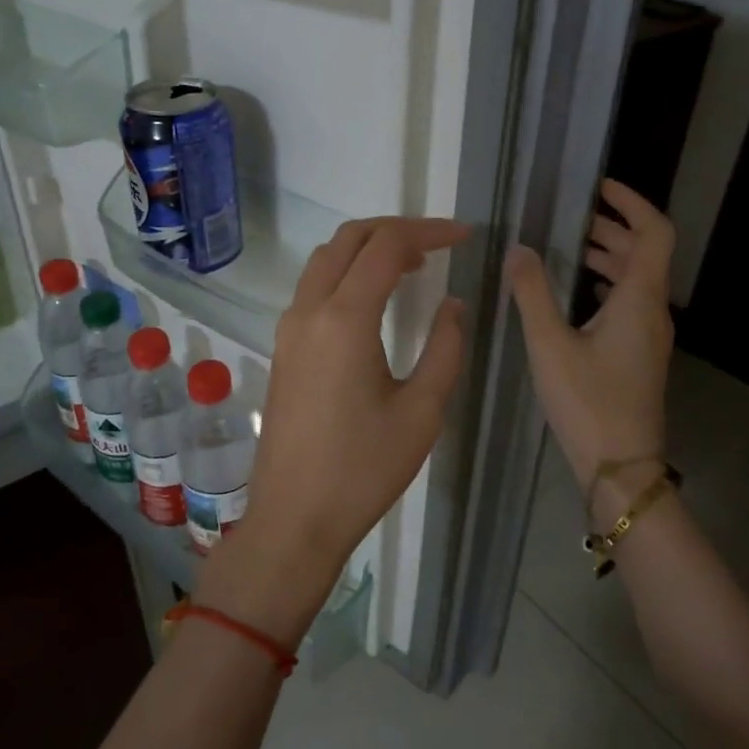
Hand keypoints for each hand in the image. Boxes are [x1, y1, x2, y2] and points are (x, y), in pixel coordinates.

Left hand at [213, 218, 468, 634]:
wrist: (294, 517)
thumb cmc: (363, 469)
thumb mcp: (422, 412)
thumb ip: (444, 348)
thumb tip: (452, 305)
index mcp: (344, 319)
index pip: (386, 246)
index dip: (429, 232)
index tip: (465, 236)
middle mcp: (308, 311)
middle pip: (348, 240)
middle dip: (395, 230)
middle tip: (439, 245)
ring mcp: (289, 329)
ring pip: (325, 260)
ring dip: (367, 249)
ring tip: (412, 266)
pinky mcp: (283, 348)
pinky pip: (314, 288)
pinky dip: (347, 274)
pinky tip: (376, 301)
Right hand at [505, 179, 674, 494]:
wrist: (620, 466)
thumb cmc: (587, 402)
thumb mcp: (550, 345)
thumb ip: (532, 293)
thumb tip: (518, 249)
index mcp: (639, 300)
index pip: (654, 233)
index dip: (632, 203)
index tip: (600, 188)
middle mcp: (653, 312)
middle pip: (645, 254)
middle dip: (613, 228)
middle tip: (574, 216)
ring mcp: (649, 336)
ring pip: (638, 280)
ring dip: (611, 256)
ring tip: (572, 247)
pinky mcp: (640, 355)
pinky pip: (630, 303)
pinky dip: (608, 284)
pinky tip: (579, 294)